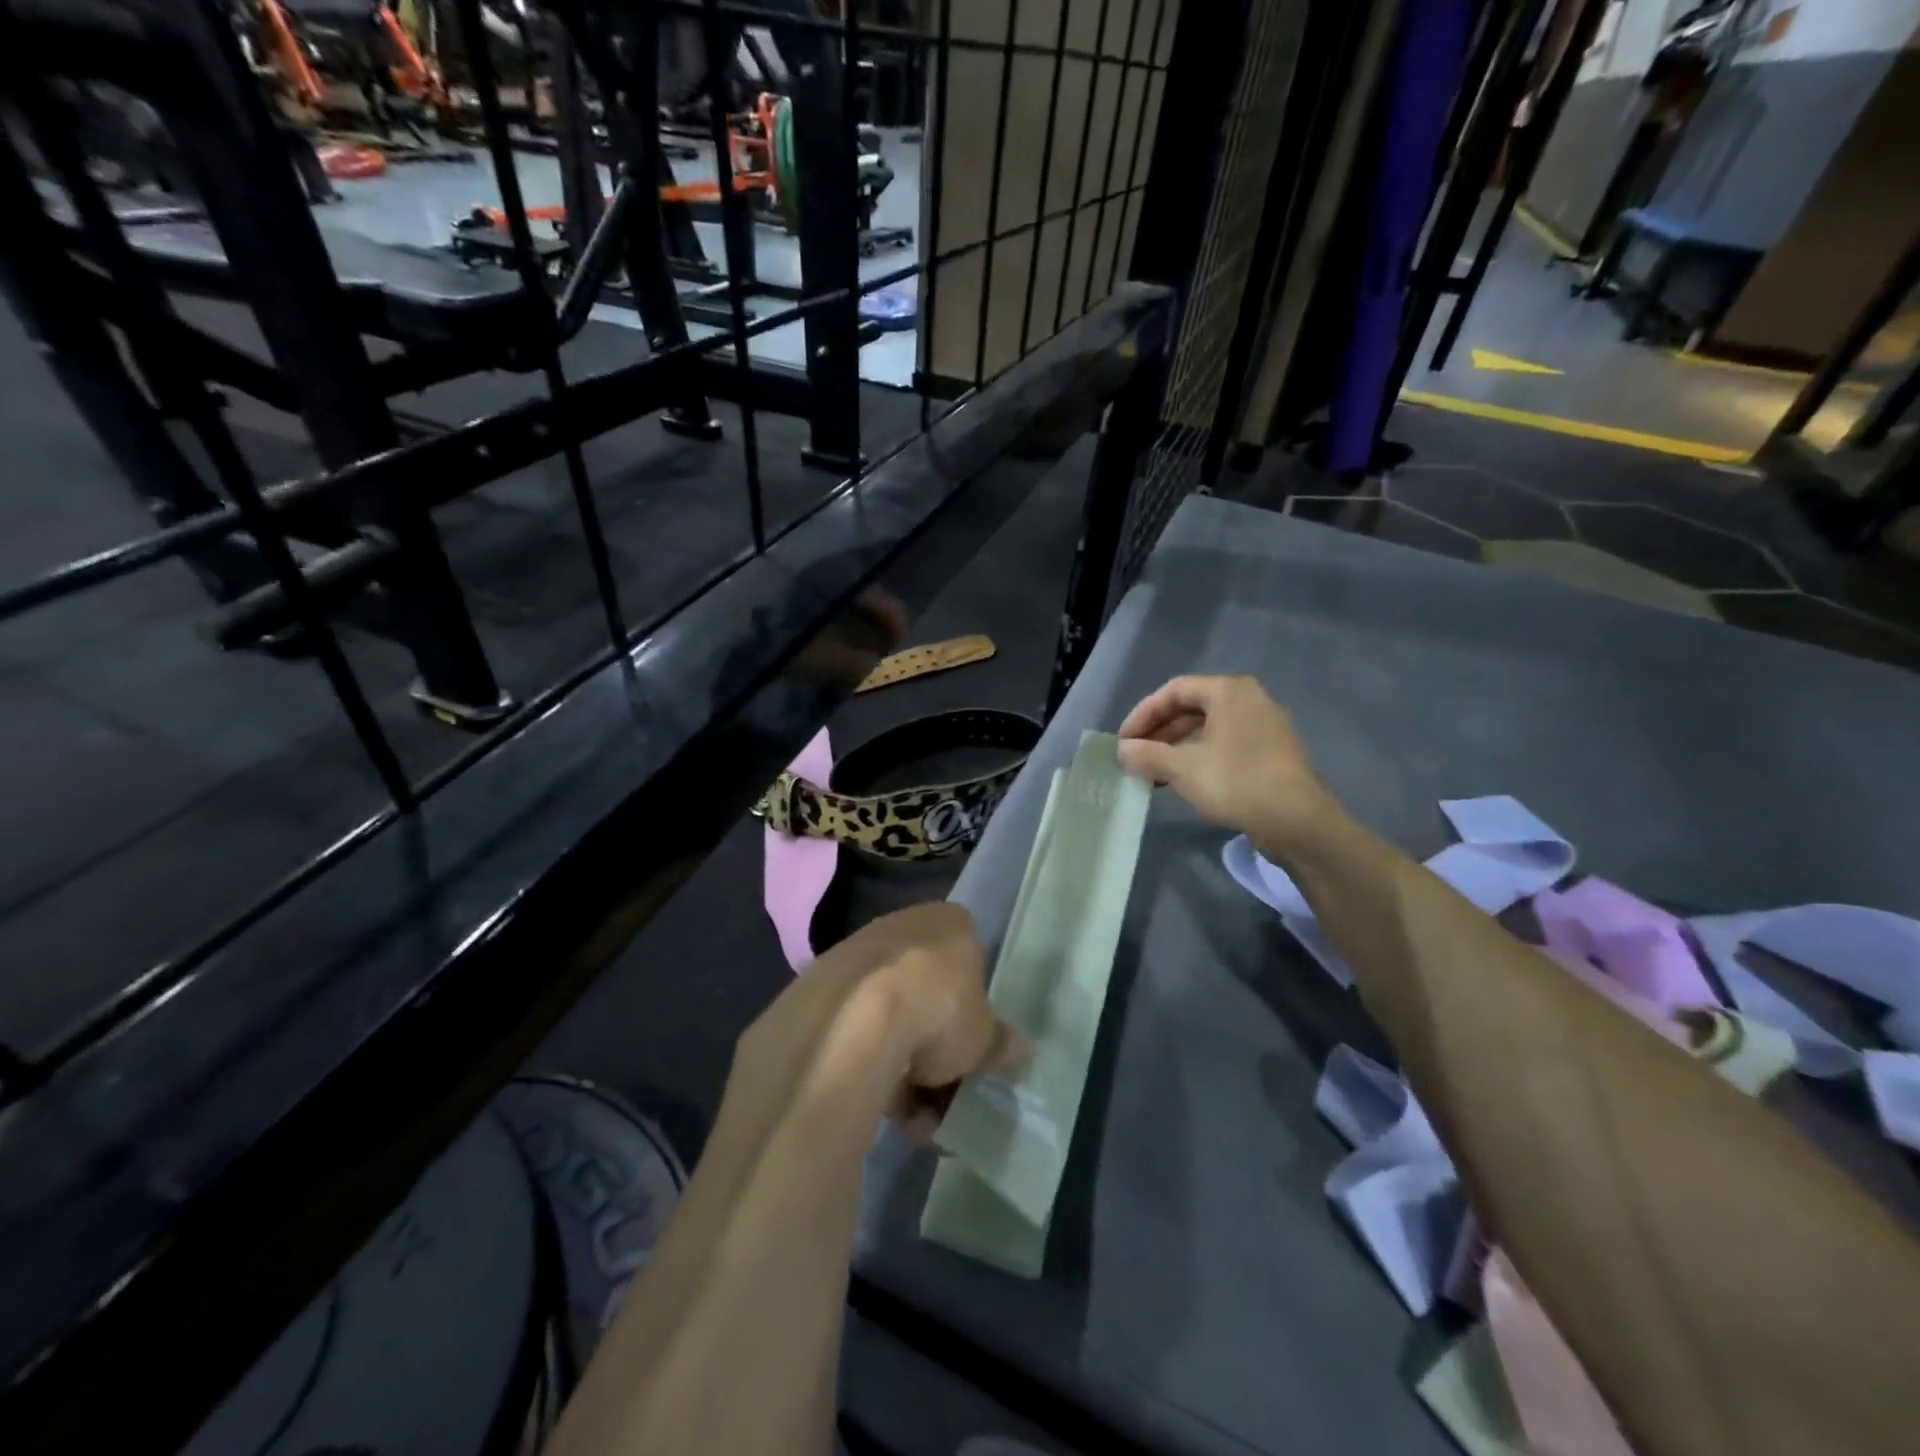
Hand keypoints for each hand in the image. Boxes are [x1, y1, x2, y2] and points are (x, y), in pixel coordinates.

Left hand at [865, 902, 1026, 1138]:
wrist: (854, 1022)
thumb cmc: (938, 1011)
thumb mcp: (983, 1037)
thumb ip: (999, 1041)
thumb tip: (1021, 1047)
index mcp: (948, 922)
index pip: (969, 954)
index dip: (971, 1002)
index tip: (971, 1041)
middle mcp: (902, 925)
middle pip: (926, 988)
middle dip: (934, 1043)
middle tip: (943, 1088)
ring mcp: (856, 952)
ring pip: (888, 1012)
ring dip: (901, 1065)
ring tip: (912, 1119)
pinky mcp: (819, 986)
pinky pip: (855, 1028)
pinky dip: (867, 1063)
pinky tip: (877, 1107)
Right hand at [1116, 675, 1337, 852]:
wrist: (1298, 821)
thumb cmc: (1236, 782)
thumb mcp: (1182, 768)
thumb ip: (1148, 754)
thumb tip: (1123, 750)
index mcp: (1229, 691)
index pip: (1174, 691)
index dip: (1143, 714)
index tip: (1124, 741)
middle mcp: (1249, 699)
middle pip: (1192, 707)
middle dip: (1159, 732)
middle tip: (1136, 756)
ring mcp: (1265, 725)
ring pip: (1209, 728)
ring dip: (1177, 747)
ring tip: (1154, 772)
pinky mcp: (1272, 751)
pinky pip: (1226, 743)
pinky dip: (1200, 756)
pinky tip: (1184, 780)